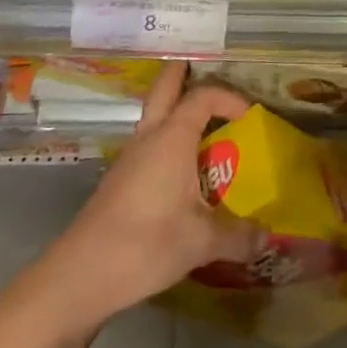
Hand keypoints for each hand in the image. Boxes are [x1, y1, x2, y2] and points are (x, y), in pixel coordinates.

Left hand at [38, 66, 259, 329]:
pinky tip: (183, 172)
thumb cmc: (145, 244)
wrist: (80, 276)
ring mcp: (130, 157)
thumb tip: (266, 236)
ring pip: (154, 116)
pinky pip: (149, 144)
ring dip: (176, 110)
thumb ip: (237, 235)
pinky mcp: (120, 180)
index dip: (230, 97)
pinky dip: (168, 141)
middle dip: (183, 73)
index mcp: (172, 137)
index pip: (203, 95)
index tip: (251, 117)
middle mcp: (149, 137)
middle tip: (207, 72)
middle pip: (165, 87)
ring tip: (206, 127)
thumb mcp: (201, 242)